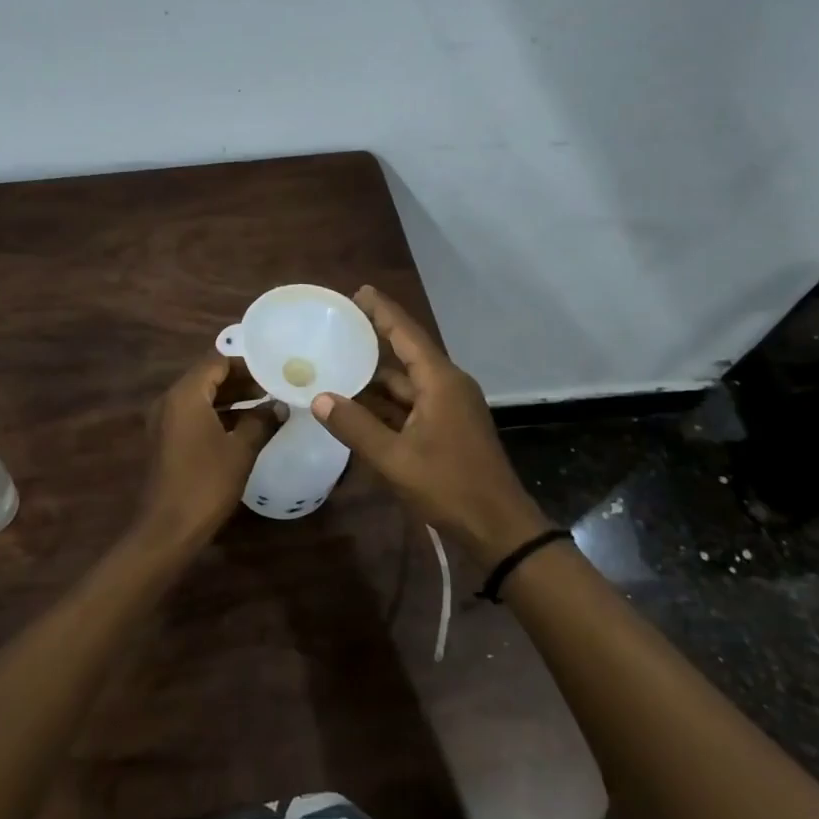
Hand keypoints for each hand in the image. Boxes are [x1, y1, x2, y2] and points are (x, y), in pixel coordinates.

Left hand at [134, 352, 275, 551]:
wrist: (168, 529)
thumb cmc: (206, 483)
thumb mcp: (241, 450)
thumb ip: (261, 422)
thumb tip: (280, 406)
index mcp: (185, 395)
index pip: (217, 361)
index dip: (246, 365)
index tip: (273, 372)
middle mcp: (170, 401)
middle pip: (207, 377)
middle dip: (240, 381)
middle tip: (273, 388)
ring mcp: (164, 421)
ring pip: (201, 397)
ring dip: (231, 399)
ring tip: (265, 406)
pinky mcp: (165, 440)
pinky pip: (193, 415)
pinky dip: (217, 415)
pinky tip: (244, 428)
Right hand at [314, 286, 549, 563]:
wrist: (499, 527)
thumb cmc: (449, 486)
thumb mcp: (395, 459)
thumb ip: (355, 427)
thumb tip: (319, 398)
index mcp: (440, 381)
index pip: (406, 333)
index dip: (382, 311)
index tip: (358, 291)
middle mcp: (447, 385)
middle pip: (406, 354)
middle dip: (374, 341)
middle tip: (337, 329)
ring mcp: (451, 407)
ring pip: (407, 383)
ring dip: (376, 378)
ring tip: (338, 365)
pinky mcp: (450, 427)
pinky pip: (412, 403)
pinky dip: (387, 402)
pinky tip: (359, 406)